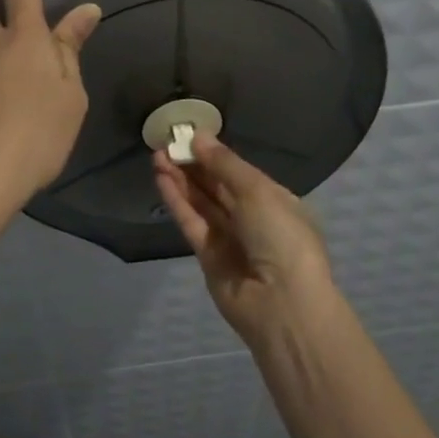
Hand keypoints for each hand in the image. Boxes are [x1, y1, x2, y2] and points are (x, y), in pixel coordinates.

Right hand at [153, 137, 339, 345]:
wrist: (281, 303)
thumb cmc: (281, 237)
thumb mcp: (258, 192)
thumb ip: (224, 164)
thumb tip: (199, 136)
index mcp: (275, 200)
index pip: (240, 172)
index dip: (215, 154)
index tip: (190, 134)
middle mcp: (253, 218)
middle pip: (217, 186)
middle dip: (193, 164)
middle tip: (167, 141)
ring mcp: (230, 238)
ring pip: (201, 202)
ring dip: (180, 179)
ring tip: (157, 155)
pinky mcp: (208, 256)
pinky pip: (191, 222)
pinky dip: (177, 201)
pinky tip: (161, 179)